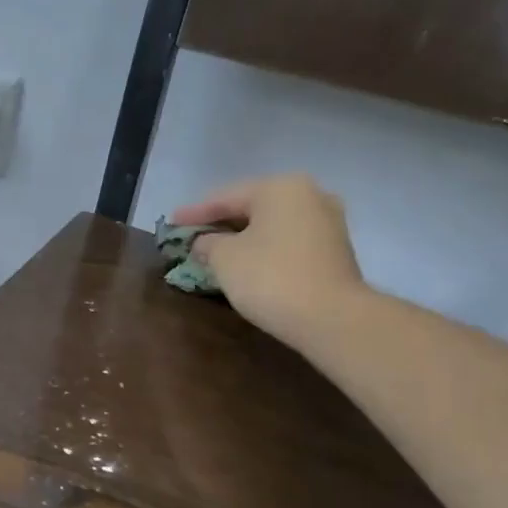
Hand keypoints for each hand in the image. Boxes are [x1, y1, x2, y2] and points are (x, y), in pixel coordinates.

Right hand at [171, 174, 366, 343]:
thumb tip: (205, 242)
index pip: (225, 197)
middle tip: (192, 235)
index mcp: (280, 188)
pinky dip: (265, 249)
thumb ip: (207, 243)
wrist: (332, 319)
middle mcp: (310, 195)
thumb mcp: (224, 258)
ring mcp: (328, 223)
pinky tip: (247, 262)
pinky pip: (289, 241)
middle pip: (252, 207)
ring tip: (216, 250)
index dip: (195, 212)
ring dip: (244, 237)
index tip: (171, 222)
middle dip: (221, 223)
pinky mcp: (336, 251)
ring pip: (272, 225)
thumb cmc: (270, 277)